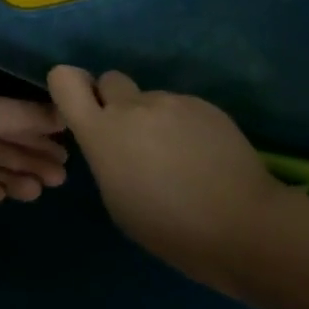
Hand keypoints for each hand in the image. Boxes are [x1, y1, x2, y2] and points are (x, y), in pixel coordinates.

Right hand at [47, 67, 294, 283]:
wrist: (243, 225)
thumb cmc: (170, 228)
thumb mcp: (117, 199)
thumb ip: (106, 156)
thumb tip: (114, 142)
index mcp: (101, 132)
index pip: (65, 80)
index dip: (70, 86)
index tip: (83, 107)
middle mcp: (131, 106)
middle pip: (110, 80)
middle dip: (116, 102)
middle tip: (134, 137)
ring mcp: (170, 101)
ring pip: (150, 99)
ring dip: (155, 119)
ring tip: (180, 158)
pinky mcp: (204, 105)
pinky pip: (182, 108)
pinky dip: (186, 126)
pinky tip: (204, 157)